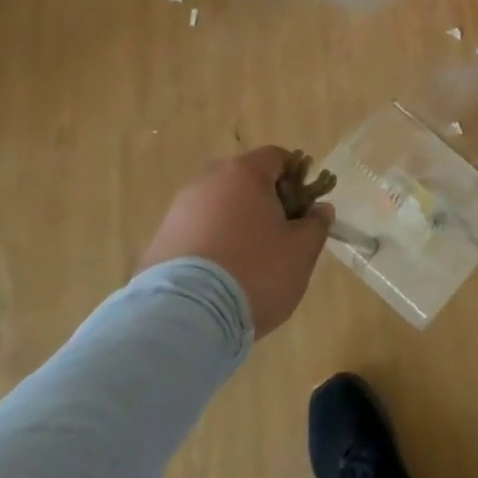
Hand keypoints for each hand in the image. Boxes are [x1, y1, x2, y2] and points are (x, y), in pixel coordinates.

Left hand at [136, 146, 332, 335]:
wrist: (183, 319)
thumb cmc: (254, 272)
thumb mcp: (301, 251)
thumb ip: (316, 224)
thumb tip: (319, 210)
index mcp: (244, 173)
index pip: (277, 157)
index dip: (297, 178)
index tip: (305, 208)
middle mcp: (207, 181)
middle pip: (245, 181)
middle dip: (266, 203)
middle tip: (281, 237)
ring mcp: (177, 212)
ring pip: (219, 208)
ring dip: (236, 225)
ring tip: (248, 264)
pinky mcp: (158, 243)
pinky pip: (196, 234)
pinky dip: (212, 247)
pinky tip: (220, 279)